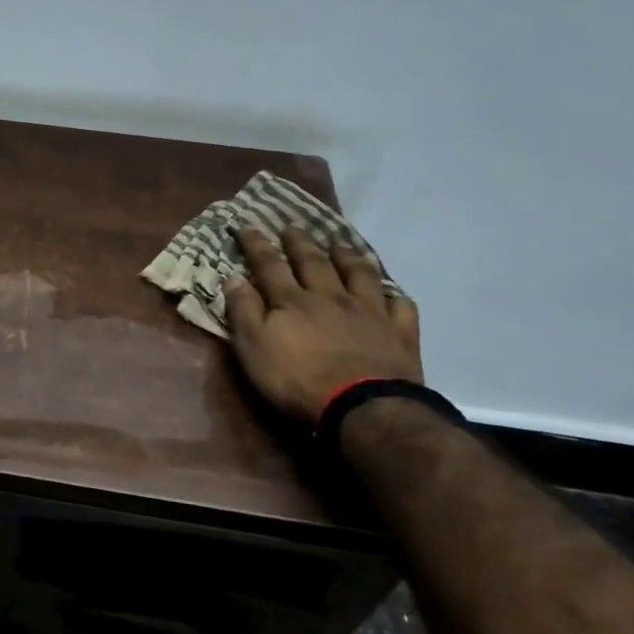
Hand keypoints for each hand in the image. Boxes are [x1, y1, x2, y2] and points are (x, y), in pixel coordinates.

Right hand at [224, 228, 421, 423]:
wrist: (363, 408)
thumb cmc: (298, 380)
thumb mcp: (253, 348)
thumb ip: (243, 311)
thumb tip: (233, 277)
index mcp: (292, 301)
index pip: (270, 265)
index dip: (257, 245)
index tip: (248, 226)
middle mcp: (331, 297)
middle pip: (314, 262)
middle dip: (300, 242)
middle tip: (293, 225)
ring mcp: (369, 312)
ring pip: (359, 275)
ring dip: (348, 256)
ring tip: (340, 243)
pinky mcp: (399, 333)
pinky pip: (400, 306)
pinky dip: (394, 295)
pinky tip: (391, 293)